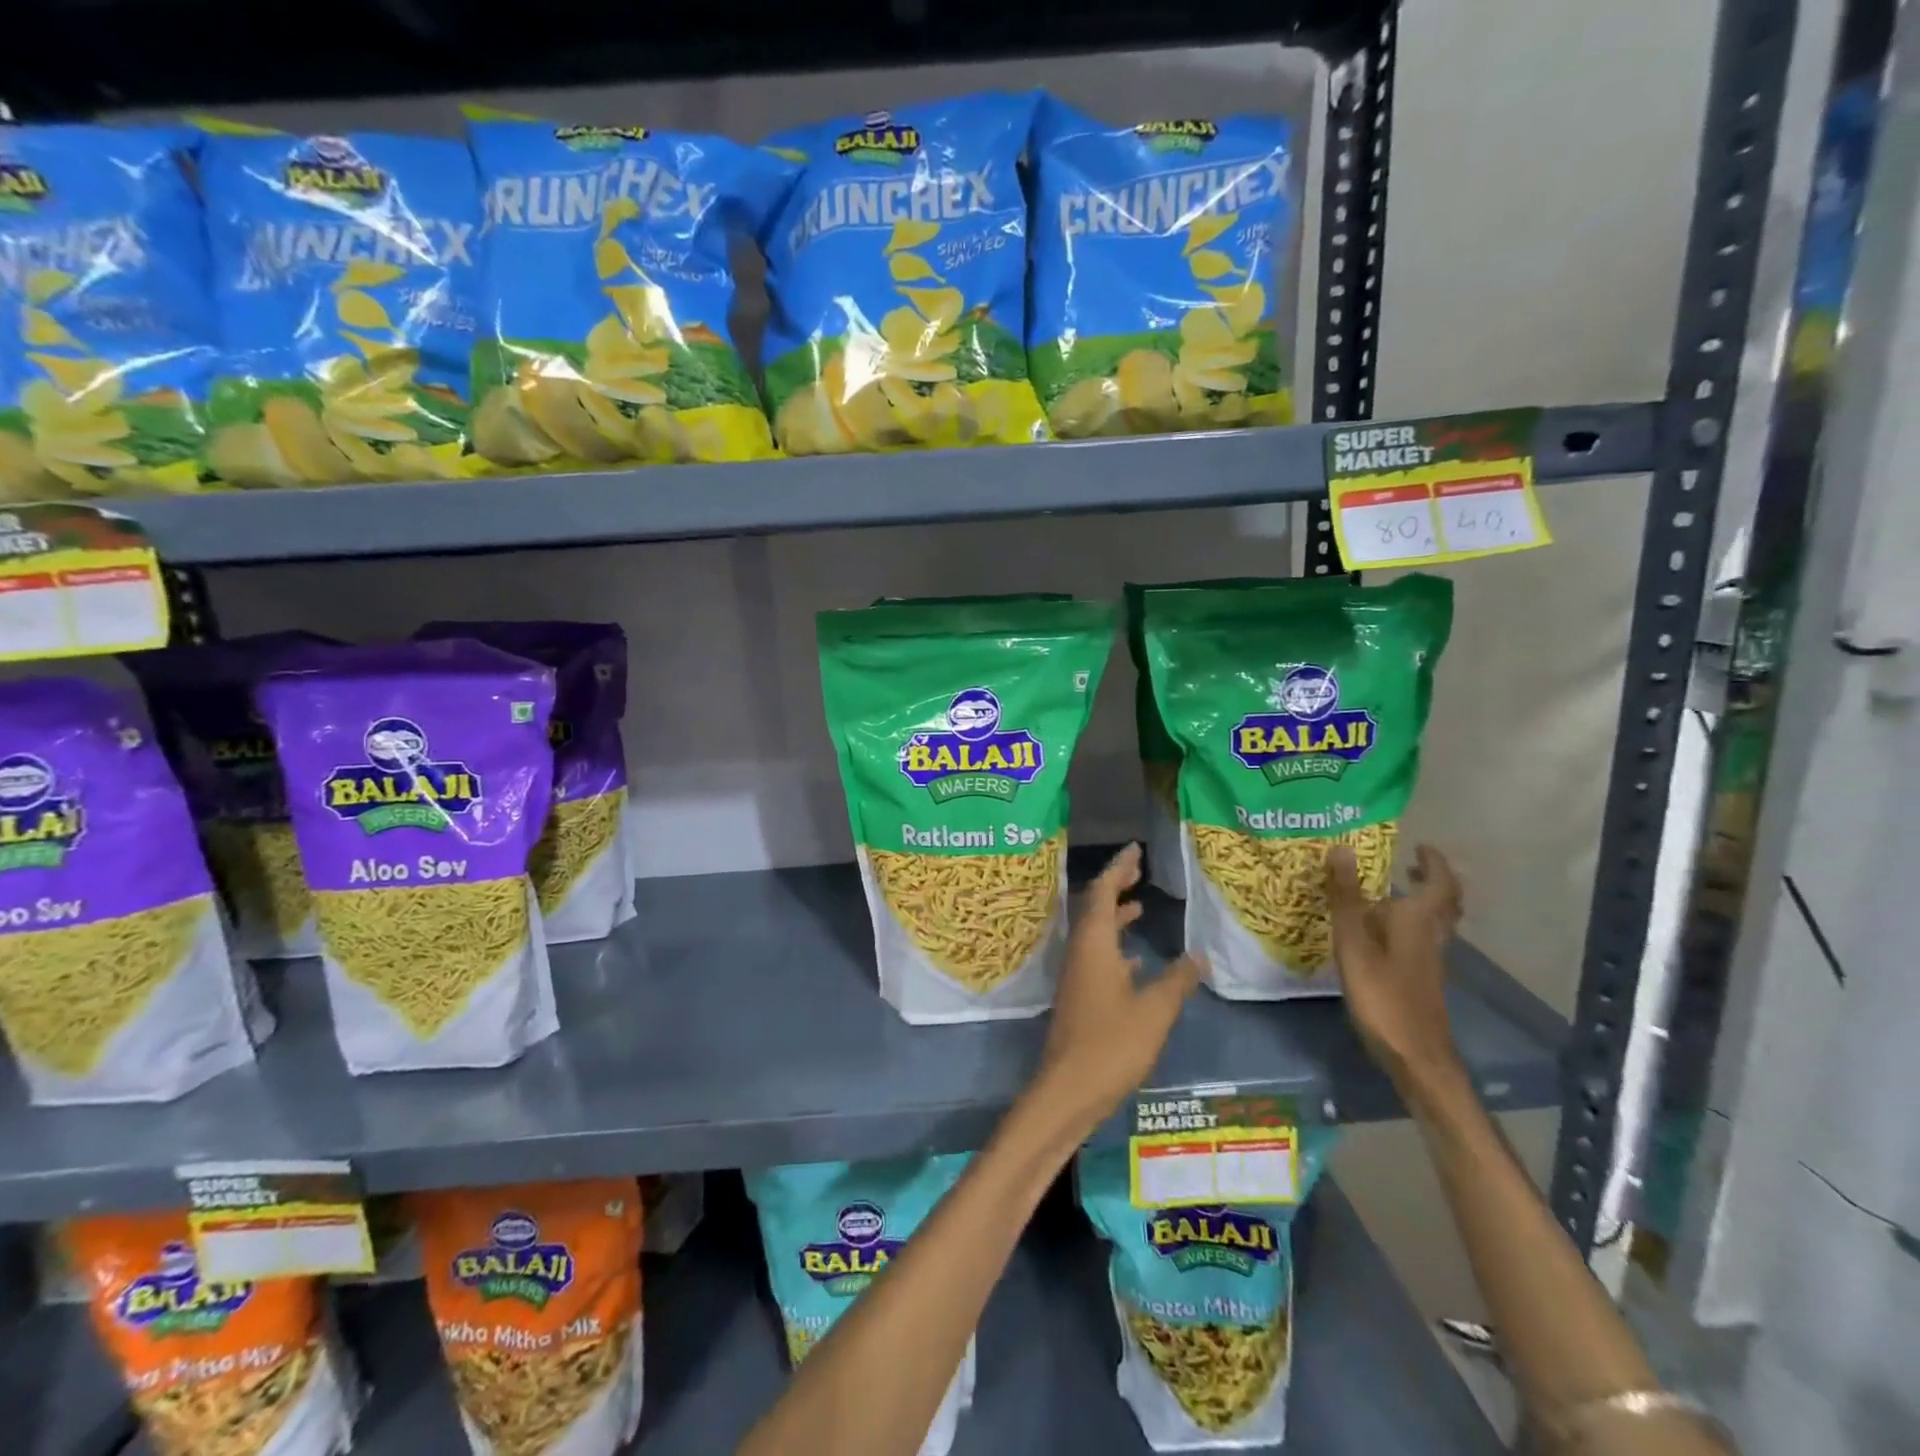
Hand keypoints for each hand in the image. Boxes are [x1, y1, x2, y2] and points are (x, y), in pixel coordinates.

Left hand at [1036, 844, 1203, 1130]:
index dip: (1118, 868)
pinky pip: (1097, 957)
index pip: (1102, 891)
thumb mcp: (1154, 1010)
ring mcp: (1077, 974)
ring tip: (1139, 904)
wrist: (1067, 1089)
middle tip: (1138, 868)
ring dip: (1115, 915)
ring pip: (1095, 933)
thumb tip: (1199, 955)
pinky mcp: (1079, 995)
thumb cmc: (1111, 1044)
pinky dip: (1115, 947)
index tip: (1134, 849)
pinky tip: (1136, 958)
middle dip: (1116, 885)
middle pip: (1095, 907)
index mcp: (1093, 944)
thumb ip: (1177, 980)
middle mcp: (1080, 951)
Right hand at [1326, 843, 1463, 1089]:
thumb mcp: (1354, 942)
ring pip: (1436, 922)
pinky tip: (1384, 932)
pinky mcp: (1421, 978)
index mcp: (1419, 920)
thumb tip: (1340, 848)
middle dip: (1433, 880)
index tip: (1420, 845)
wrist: (1415, 1055)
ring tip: (1395, 892)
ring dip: (1423, 902)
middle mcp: (1431, 935)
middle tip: (1411, 865)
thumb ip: (1346, 897)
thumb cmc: (1383, 994)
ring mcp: (1430, 959)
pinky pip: (1422, 938)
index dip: (1434, 862)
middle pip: (1446, 903)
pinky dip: (1411, 924)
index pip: (1439, 883)